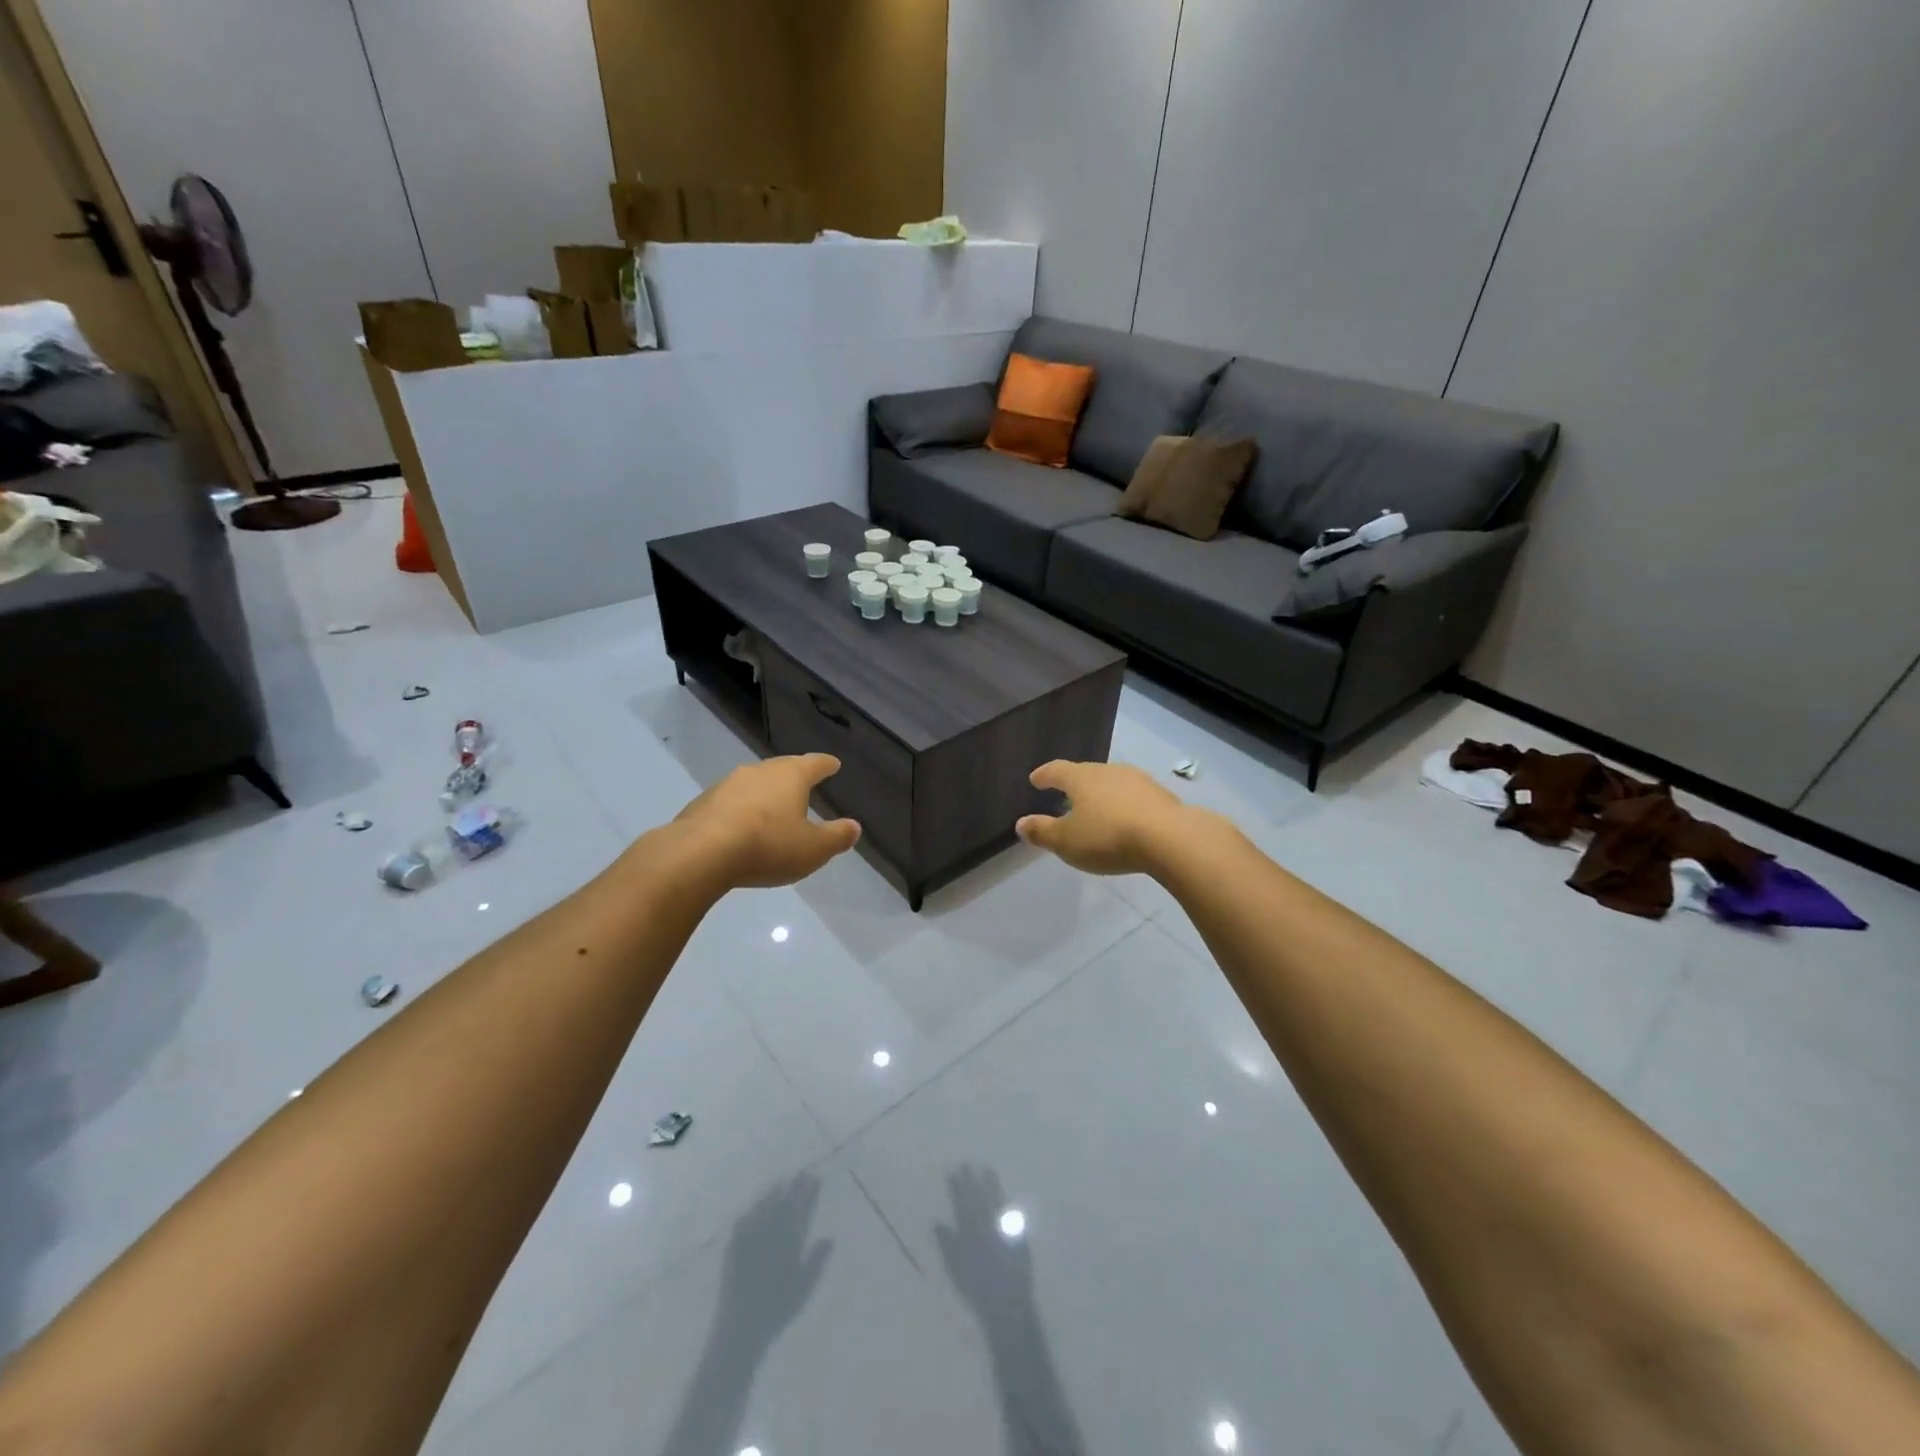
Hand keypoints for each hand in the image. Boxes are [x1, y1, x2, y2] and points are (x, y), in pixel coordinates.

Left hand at [673, 754, 860, 888]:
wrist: (699, 854)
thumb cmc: (767, 846)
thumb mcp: (813, 849)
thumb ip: (836, 837)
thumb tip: (854, 826)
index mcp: (791, 776)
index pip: (814, 763)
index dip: (826, 765)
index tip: (833, 764)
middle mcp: (760, 771)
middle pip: (782, 767)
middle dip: (795, 774)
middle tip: (804, 781)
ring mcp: (727, 784)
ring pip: (754, 782)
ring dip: (765, 791)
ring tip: (773, 805)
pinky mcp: (703, 802)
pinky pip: (731, 801)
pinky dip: (741, 808)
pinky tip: (741, 824)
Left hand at [713, 1173, 833, 1350]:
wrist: (739, 1328)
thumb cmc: (776, 1311)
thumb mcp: (803, 1288)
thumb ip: (817, 1261)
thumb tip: (830, 1237)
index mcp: (788, 1239)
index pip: (802, 1207)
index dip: (810, 1192)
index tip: (817, 1178)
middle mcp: (769, 1232)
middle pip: (784, 1201)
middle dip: (795, 1186)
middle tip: (803, 1172)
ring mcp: (749, 1236)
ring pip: (765, 1205)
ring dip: (775, 1191)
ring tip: (783, 1182)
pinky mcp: (733, 1245)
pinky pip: (746, 1217)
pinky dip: (755, 1207)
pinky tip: (756, 1205)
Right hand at [935, 1165, 1032, 1319]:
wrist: (1007, 1304)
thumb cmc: (976, 1289)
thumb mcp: (956, 1268)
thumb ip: (947, 1244)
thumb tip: (937, 1222)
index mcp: (970, 1232)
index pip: (961, 1204)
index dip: (957, 1188)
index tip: (952, 1172)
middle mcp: (986, 1225)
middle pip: (977, 1198)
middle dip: (971, 1181)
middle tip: (967, 1163)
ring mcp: (1004, 1228)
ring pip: (995, 1200)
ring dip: (991, 1185)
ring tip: (987, 1169)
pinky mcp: (1018, 1235)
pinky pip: (1012, 1213)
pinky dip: (1007, 1202)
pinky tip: (1006, 1194)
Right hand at [1014, 760, 1193, 876]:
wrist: (1169, 838)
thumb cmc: (1108, 836)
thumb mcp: (1066, 841)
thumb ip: (1042, 832)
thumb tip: (1021, 824)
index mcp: (1082, 778)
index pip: (1057, 770)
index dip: (1044, 775)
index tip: (1035, 779)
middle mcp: (1108, 771)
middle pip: (1086, 773)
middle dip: (1074, 784)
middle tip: (1065, 795)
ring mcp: (1138, 781)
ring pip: (1112, 783)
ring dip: (1101, 794)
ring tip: (1096, 808)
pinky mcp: (1161, 796)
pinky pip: (1133, 797)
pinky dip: (1123, 805)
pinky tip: (1125, 820)